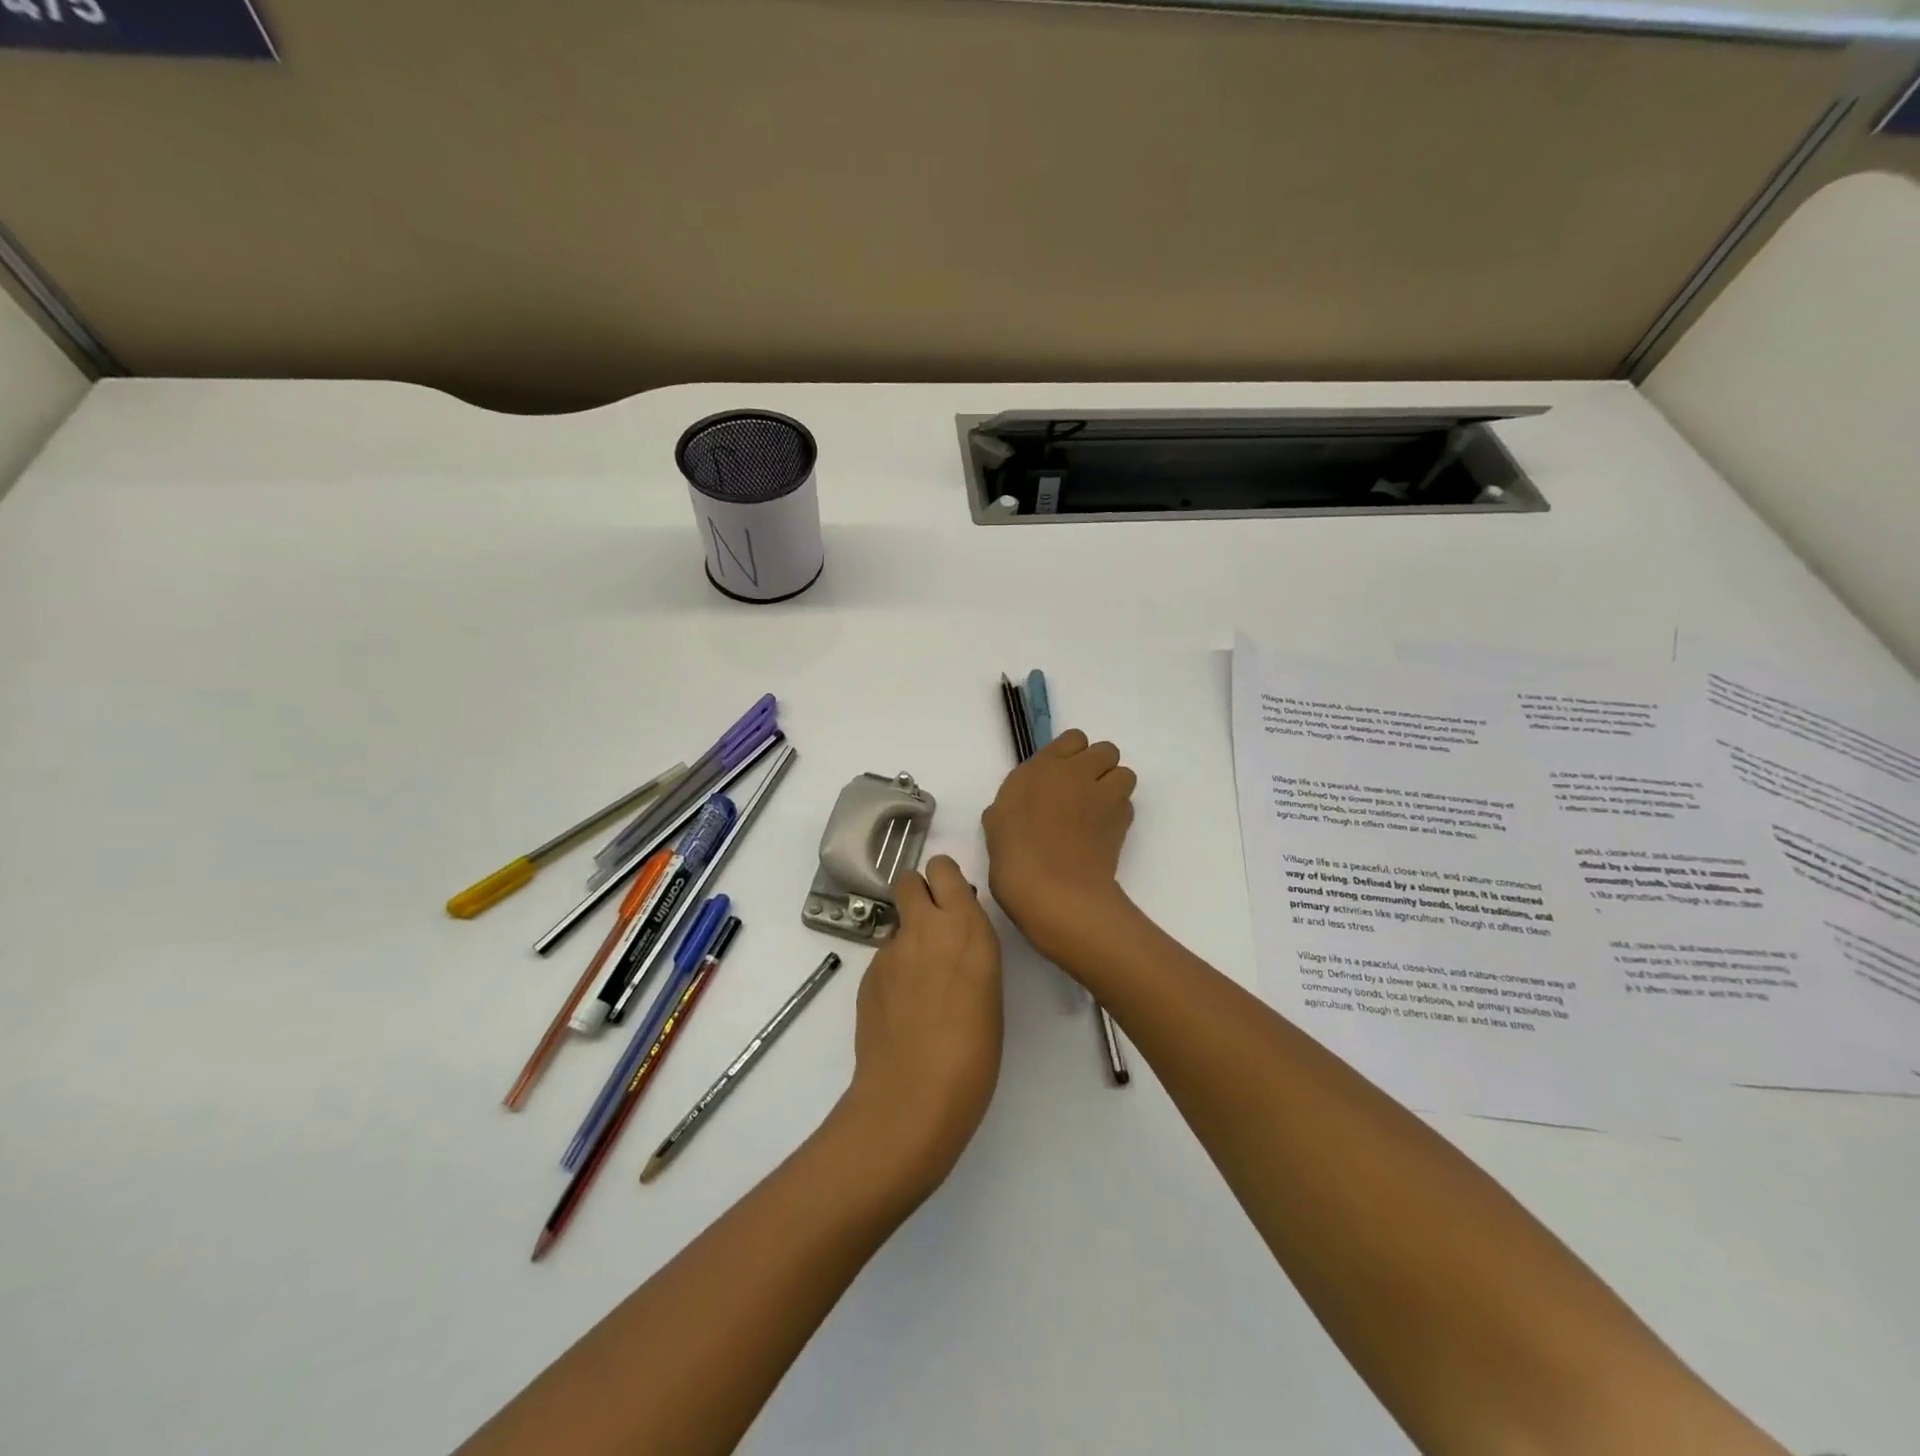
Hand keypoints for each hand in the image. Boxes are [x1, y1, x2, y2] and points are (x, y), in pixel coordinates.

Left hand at [837, 856, 1002, 1202]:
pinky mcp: (867, 975)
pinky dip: (894, 973)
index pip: (944, 869)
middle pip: (909, 880)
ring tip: (922, 986)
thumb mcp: (989, 990)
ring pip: (897, 924)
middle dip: (919, 892)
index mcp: (965, 926)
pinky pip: (884, 959)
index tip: (953, 897)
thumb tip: (954, 942)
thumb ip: (969, 952)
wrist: (914, 1095)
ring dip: (909, 939)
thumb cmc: (974, 1050)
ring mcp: (890, 950)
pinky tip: (903, 1010)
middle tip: (933, 926)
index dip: (944, 878)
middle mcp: (924, 927)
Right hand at [981, 729, 1137, 962]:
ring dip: (1114, 786)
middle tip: (1083, 792)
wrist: (1053, 890)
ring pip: (1124, 773)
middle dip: (1099, 766)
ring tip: (1098, 810)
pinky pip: (1127, 804)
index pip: (1073, 739)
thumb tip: (1024, 807)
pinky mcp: (1122, 820)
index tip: (1060, 775)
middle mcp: (1076, 772)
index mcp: (1041, 767)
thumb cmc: (1014, 856)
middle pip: (1106, 750)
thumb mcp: (997, 822)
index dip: (1071, 754)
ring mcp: (1103, 795)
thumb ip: (1013, 803)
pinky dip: (1119, 812)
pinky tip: (1102, 832)